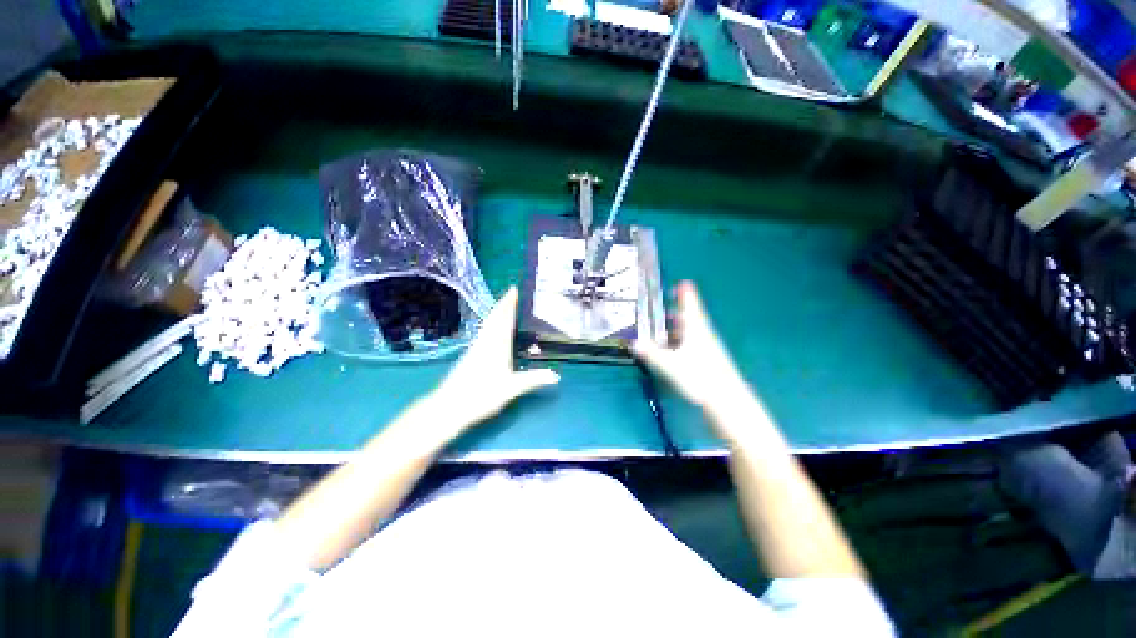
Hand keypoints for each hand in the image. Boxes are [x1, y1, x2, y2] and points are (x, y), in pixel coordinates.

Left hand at [427, 287, 558, 436]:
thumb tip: (556, 376)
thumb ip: (534, 379)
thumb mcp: (512, 388)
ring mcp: (476, 347)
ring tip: (504, 305)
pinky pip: (484, 331)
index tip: (513, 289)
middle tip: (511, 292)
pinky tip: (492, 329)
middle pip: (495, 317)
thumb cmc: (482, 395)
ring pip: (488, 324)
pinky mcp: (471, 354)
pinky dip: (491, 323)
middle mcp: (486, 341)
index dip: (509, 303)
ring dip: (496, 312)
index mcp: (497, 344)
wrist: (450, 406)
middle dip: (503, 303)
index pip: (504, 318)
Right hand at [633, 281, 749, 411]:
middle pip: (689, 318)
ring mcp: (707, 348)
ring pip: (690, 332)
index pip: (689, 305)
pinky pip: (691, 345)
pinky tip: (672, 350)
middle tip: (663, 307)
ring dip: (677, 328)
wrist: (726, 401)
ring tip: (663, 327)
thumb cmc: (698, 376)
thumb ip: (650, 353)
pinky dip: (680, 342)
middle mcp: (702, 334)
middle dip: (677, 311)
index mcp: (695, 328)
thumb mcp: (669, 364)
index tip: (682, 283)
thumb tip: (633, 343)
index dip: (685, 294)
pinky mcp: (708, 361)